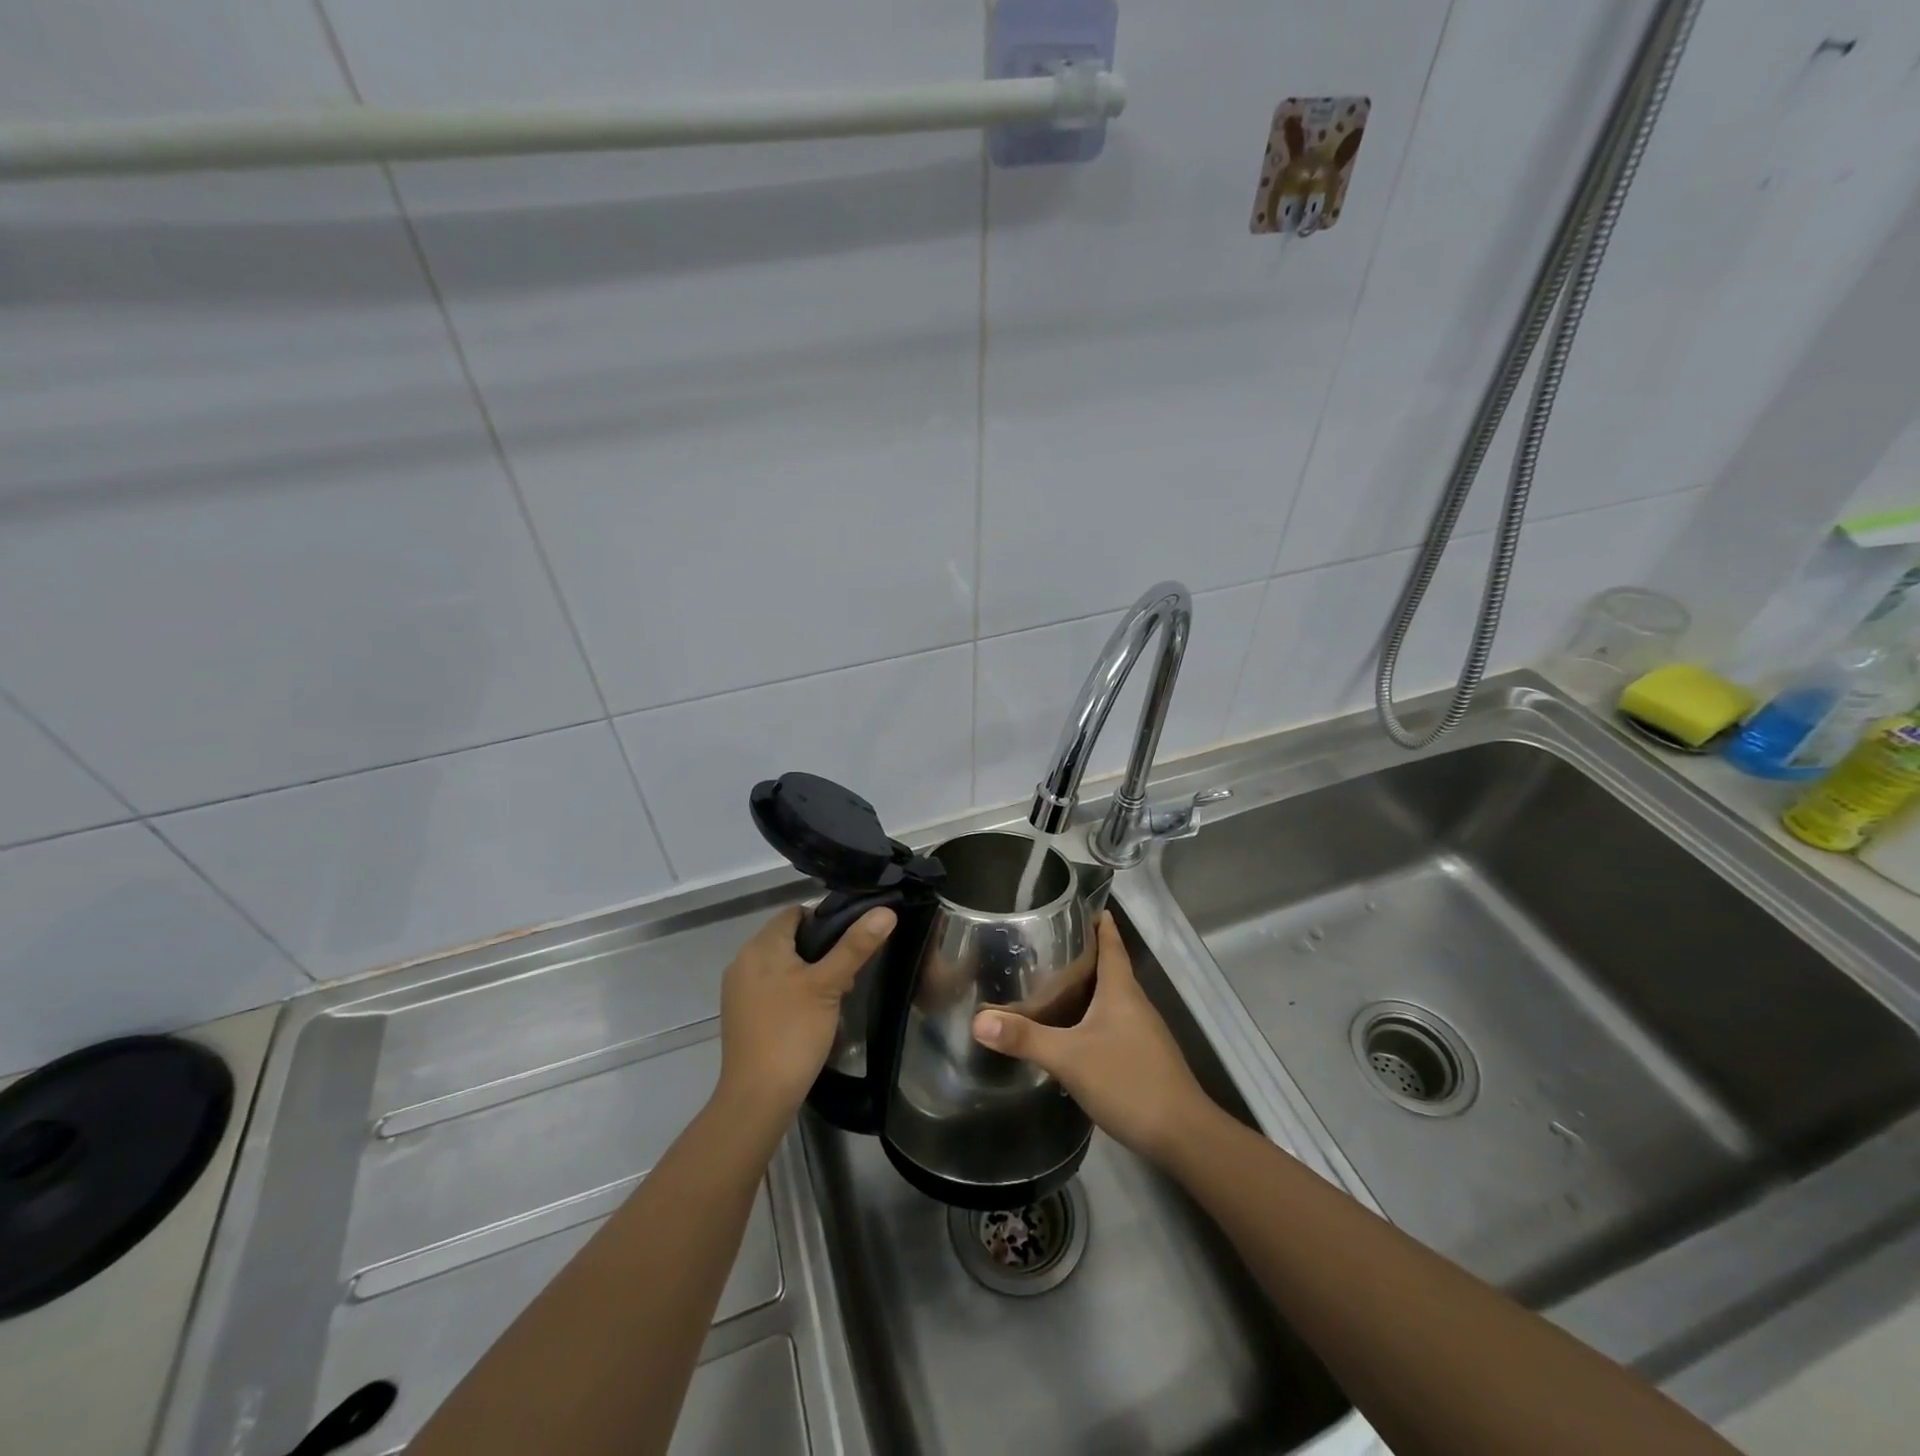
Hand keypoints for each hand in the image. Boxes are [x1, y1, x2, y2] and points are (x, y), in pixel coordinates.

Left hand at [716, 904, 894, 1124]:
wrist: (757, 1098)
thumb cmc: (793, 1032)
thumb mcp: (829, 985)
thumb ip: (855, 946)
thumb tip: (885, 911)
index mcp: (760, 946)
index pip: (795, 913)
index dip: (826, 919)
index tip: (853, 939)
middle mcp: (744, 961)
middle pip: (789, 938)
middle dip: (821, 949)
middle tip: (849, 971)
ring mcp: (739, 990)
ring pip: (782, 964)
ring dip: (810, 972)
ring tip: (836, 993)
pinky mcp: (742, 1014)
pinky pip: (772, 987)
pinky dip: (793, 991)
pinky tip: (813, 1013)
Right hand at [972, 911, 1212, 1163]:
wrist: (1182, 1134)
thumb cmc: (1127, 1080)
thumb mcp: (1069, 1058)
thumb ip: (1024, 1038)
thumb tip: (979, 1020)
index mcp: (1122, 991)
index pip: (1112, 944)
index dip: (1099, 923)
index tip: (1077, 906)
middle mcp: (1135, 1004)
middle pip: (1111, 968)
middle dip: (1084, 954)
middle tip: (1047, 944)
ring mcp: (1143, 1032)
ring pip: (1112, 998)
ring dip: (1088, 987)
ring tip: (1053, 983)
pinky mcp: (1143, 1057)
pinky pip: (1114, 1023)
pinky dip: (1093, 1016)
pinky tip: (1072, 1031)